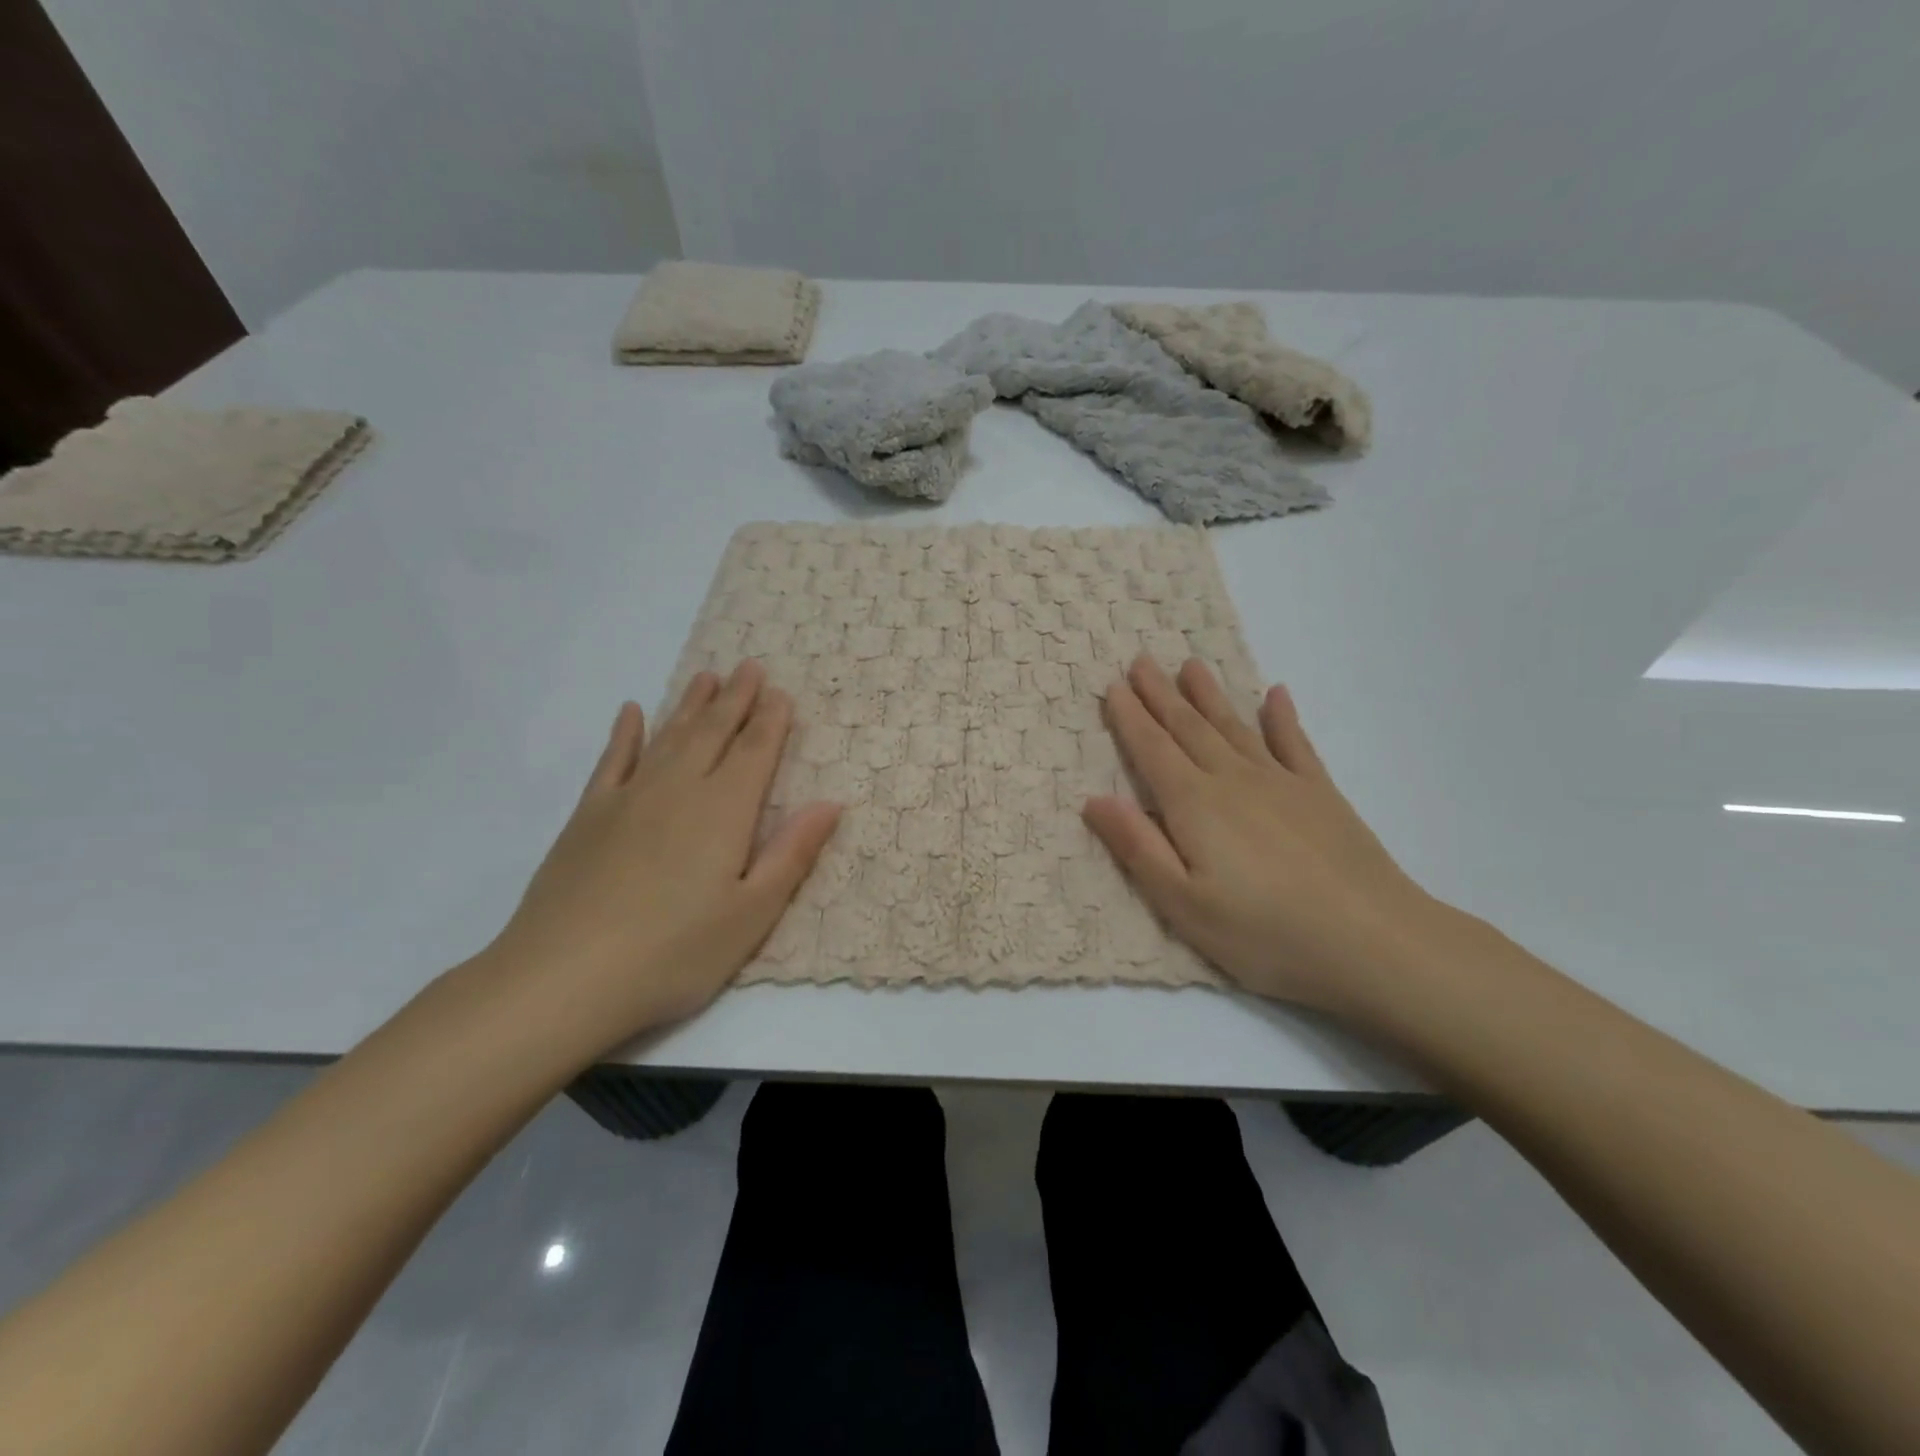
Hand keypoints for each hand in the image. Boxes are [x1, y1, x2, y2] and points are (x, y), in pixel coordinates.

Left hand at [478, 661, 840, 1058]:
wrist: (563, 978)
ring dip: (690, 704)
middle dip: (736, 698)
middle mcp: (679, 789)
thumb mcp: (751, 914)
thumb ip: (792, 853)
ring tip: (706, 676)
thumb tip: (831, 803)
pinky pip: (612, 760)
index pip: (755, 752)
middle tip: (750, 666)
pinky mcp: (588, 816)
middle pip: (713, 732)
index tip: (781, 693)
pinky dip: (625, 734)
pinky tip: (631, 712)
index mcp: (725, 811)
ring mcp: (629, 798)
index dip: (771, 721)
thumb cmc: (674, 953)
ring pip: (668, 736)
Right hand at [1082, 656, 1447, 1020]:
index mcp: (1195, 805)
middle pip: (1189, 728)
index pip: (1152, 750)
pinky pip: (1295, 744)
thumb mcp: (1184, 904)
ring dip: (1210, 695)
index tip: (1113, 685)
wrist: (1372, 941)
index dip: (1130, 717)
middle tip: (1142, 660)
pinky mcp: (1321, 795)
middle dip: (1161, 695)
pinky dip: (1283, 718)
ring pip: (1235, 727)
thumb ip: (1138, 847)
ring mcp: (1281, 783)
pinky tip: (1276, 695)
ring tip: (1191, 666)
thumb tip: (1094, 799)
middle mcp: (1233, 780)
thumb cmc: (1264, 932)